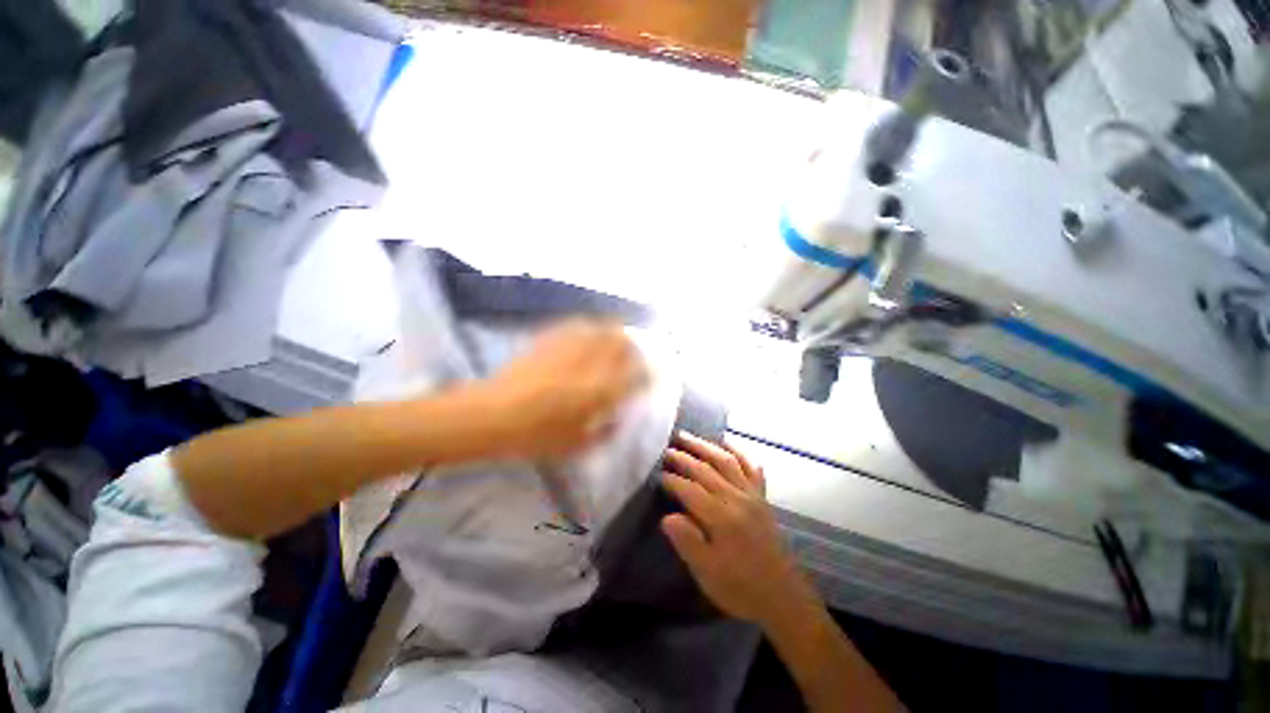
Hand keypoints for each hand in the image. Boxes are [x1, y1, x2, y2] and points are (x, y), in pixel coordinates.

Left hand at [476, 320, 646, 460]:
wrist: (491, 416)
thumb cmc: (535, 436)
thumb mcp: (575, 445)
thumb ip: (603, 432)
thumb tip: (617, 420)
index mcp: (600, 393)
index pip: (635, 375)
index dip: (649, 371)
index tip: (654, 370)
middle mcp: (590, 366)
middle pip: (622, 345)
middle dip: (635, 345)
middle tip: (638, 349)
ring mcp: (569, 350)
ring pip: (601, 331)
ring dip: (614, 332)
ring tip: (618, 334)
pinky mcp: (550, 342)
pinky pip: (575, 327)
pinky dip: (588, 327)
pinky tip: (588, 329)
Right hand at [661, 433, 812, 625]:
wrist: (783, 597)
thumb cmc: (740, 588)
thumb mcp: (708, 573)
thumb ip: (687, 542)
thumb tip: (667, 517)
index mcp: (721, 517)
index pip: (690, 490)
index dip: (672, 480)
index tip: (657, 475)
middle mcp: (737, 498)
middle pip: (706, 470)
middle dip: (684, 457)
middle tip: (666, 449)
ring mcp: (752, 495)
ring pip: (726, 461)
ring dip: (705, 446)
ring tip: (688, 437)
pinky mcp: (762, 498)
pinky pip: (751, 467)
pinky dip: (738, 452)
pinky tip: (727, 443)